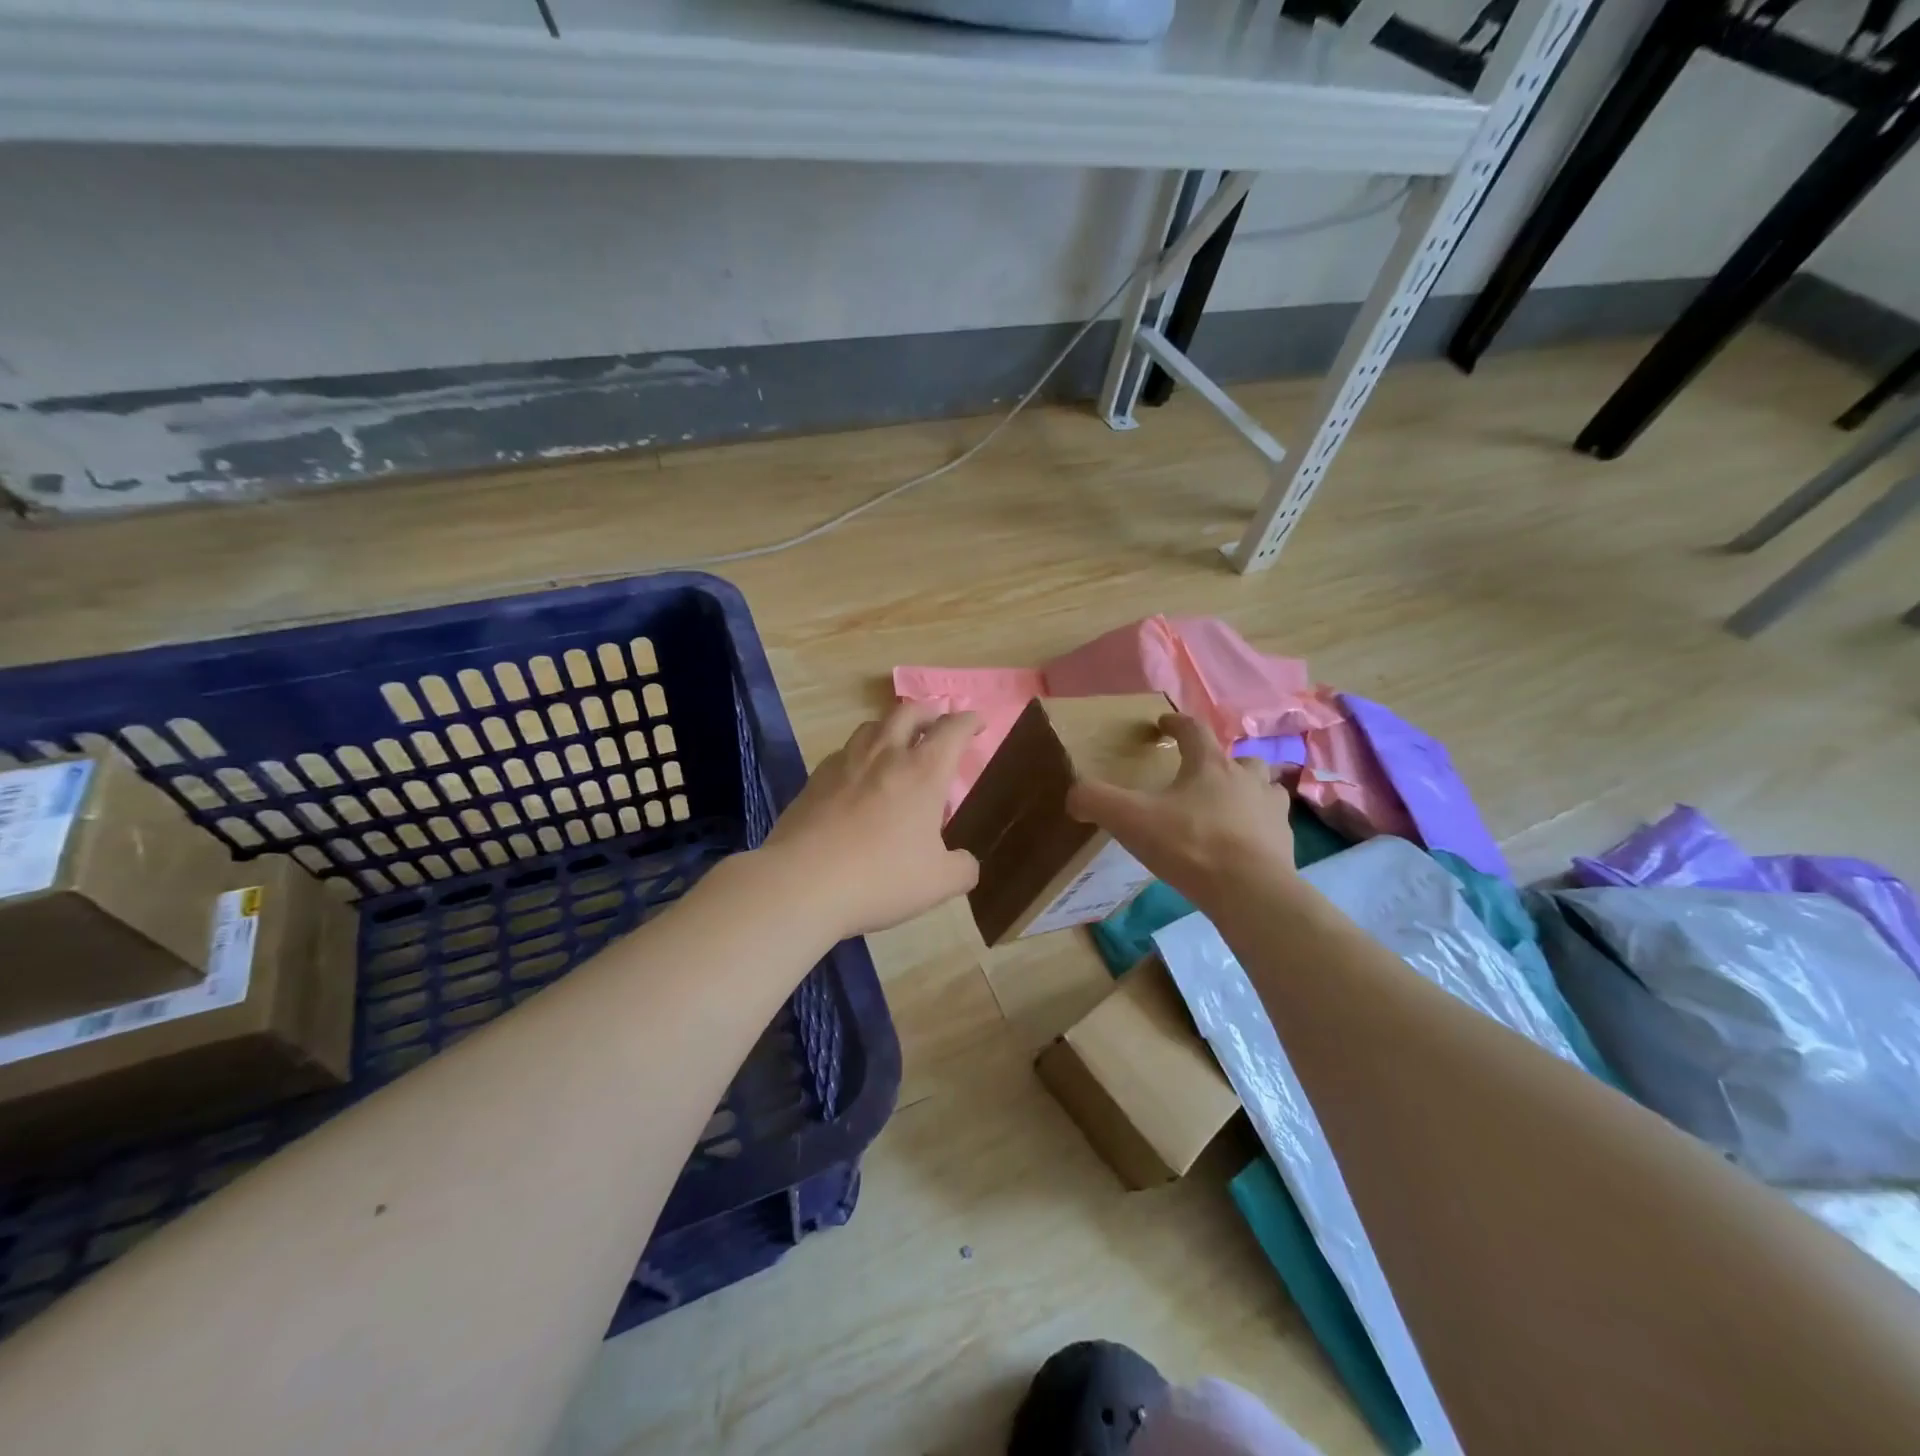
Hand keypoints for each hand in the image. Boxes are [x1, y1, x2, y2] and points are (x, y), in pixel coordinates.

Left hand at [761, 703, 982, 937]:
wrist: (802, 883)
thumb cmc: (881, 877)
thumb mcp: (938, 883)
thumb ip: (962, 868)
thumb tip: (965, 862)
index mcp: (923, 771)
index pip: (953, 729)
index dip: (969, 721)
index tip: (977, 724)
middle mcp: (885, 755)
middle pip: (908, 712)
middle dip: (929, 712)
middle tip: (937, 724)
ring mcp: (845, 762)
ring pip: (872, 726)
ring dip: (891, 727)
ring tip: (897, 744)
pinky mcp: (815, 779)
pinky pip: (844, 752)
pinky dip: (860, 754)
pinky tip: (858, 776)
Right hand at [1066, 713, 1295, 915]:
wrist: (1250, 891)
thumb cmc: (1190, 845)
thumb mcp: (1130, 820)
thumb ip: (1096, 801)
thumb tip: (1073, 796)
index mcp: (1210, 765)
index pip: (1193, 729)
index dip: (1175, 723)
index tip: (1162, 725)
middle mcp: (1246, 779)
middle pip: (1240, 757)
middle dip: (1221, 761)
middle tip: (1202, 775)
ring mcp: (1271, 810)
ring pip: (1265, 787)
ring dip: (1249, 790)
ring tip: (1230, 807)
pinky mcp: (1285, 843)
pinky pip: (1273, 826)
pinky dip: (1259, 828)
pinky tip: (1243, 845)